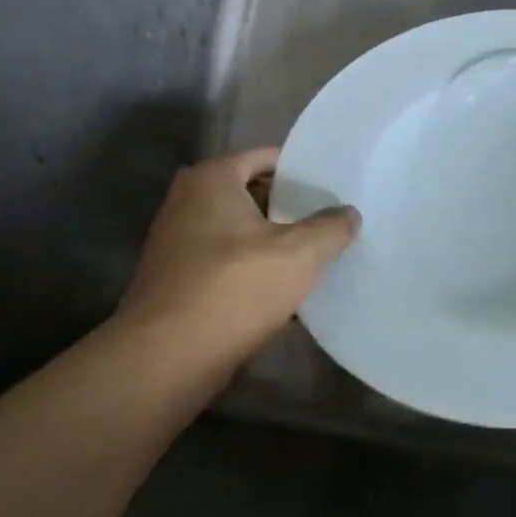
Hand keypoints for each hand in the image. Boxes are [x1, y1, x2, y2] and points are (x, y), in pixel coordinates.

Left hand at [114, 148, 359, 378]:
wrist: (167, 358)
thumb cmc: (234, 288)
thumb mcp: (299, 254)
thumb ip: (330, 228)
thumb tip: (349, 213)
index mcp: (212, 179)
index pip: (265, 158)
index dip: (301, 170)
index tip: (333, 186)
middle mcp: (187, 202)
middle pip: (252, 195)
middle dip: (290, 209)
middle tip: (332, 220)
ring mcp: (178, 243)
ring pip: (241, 234)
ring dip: (274, 244)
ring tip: (318, 256)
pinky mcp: (178, 282)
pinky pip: (227, 265)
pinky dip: (254, 272)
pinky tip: (287, 294)